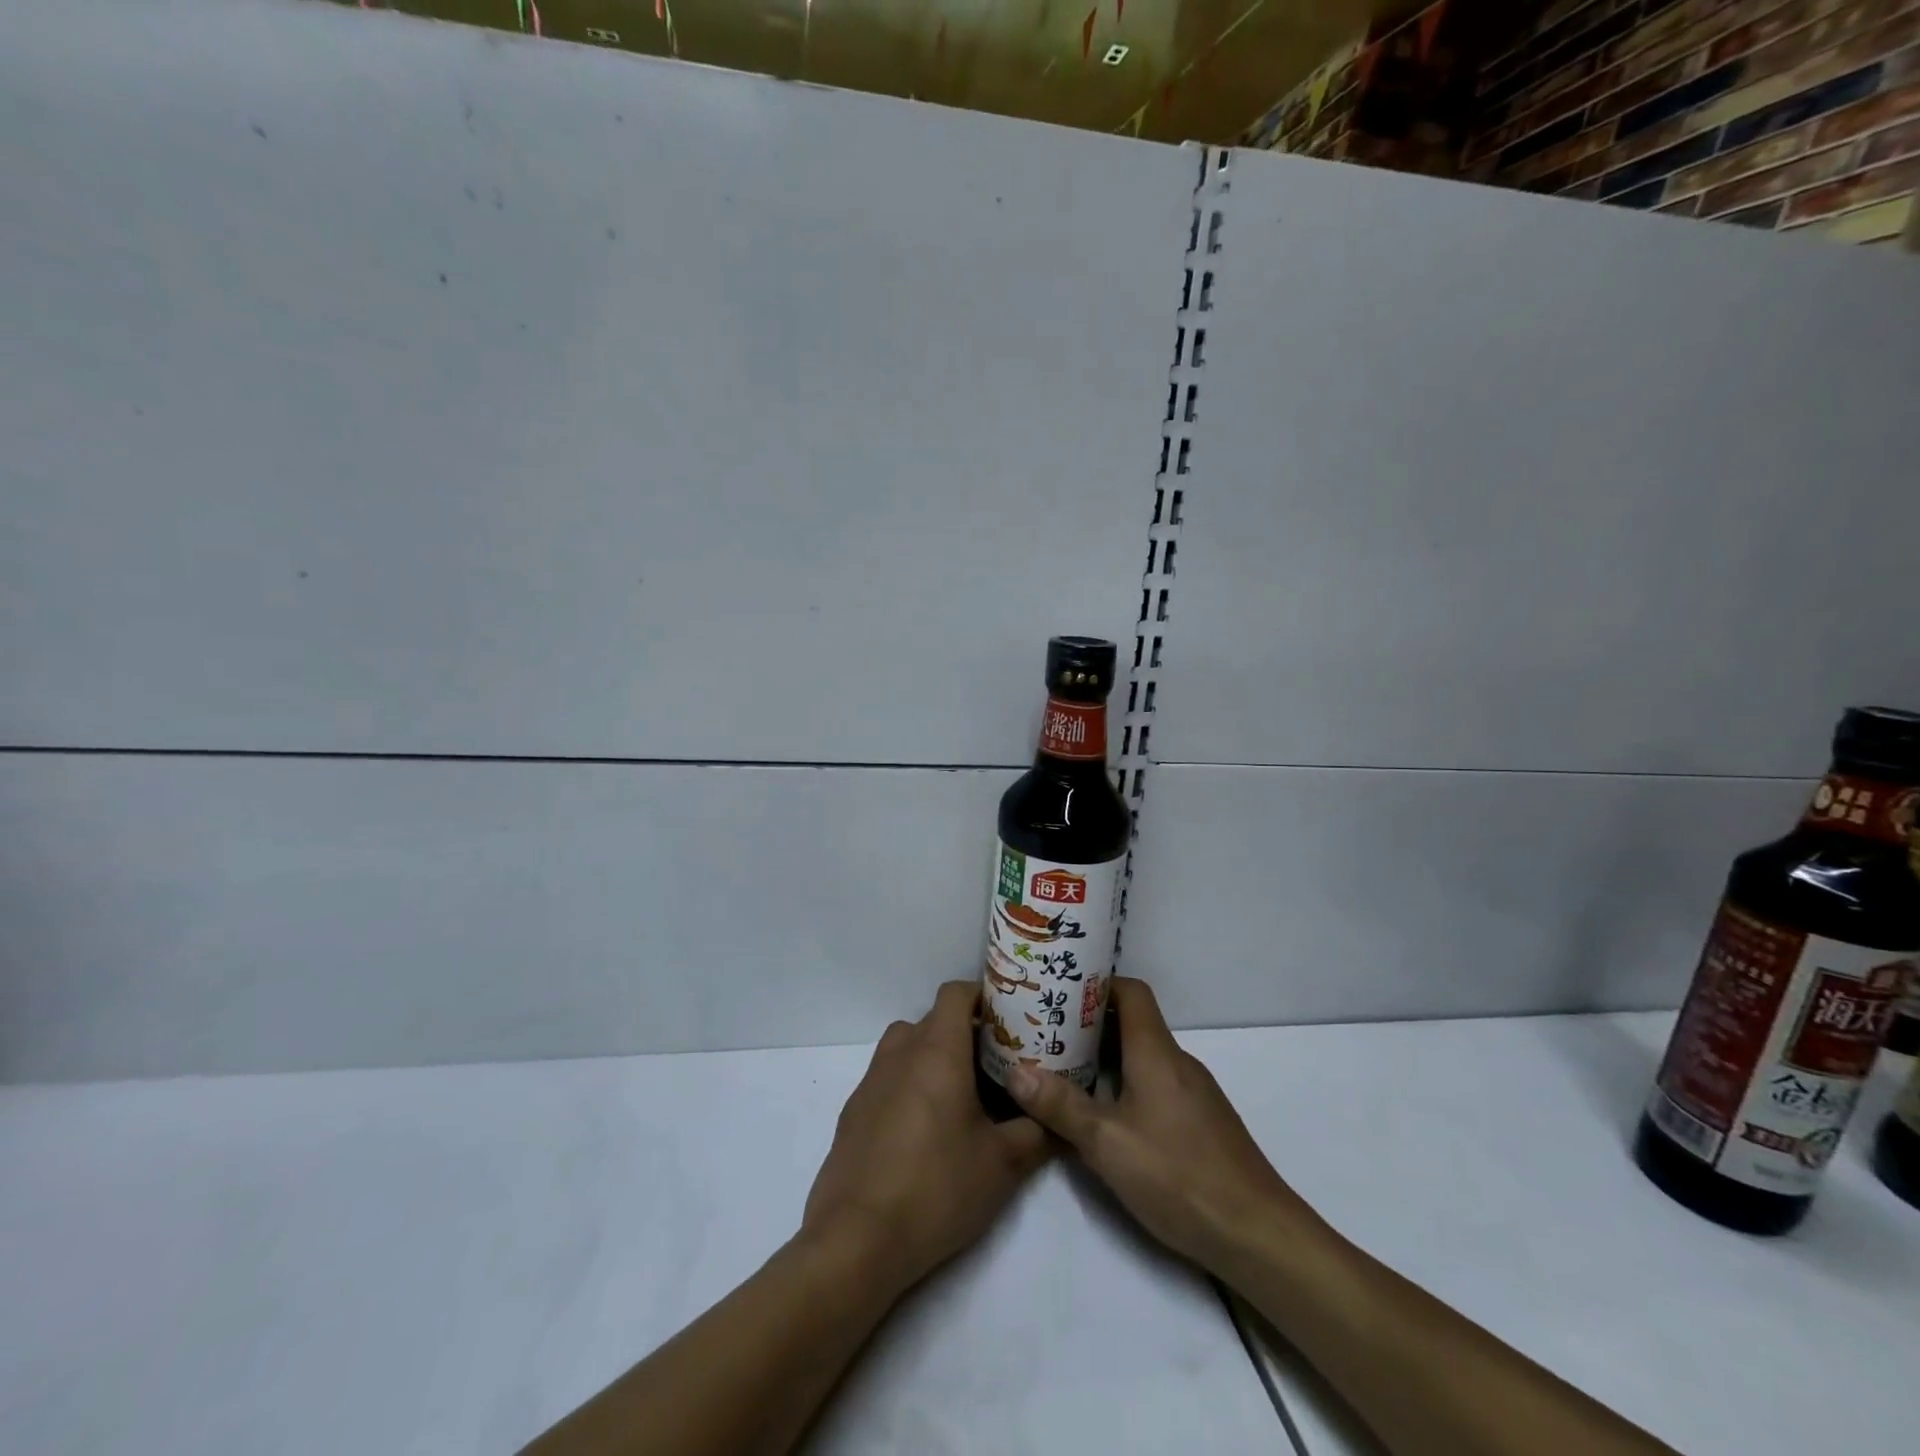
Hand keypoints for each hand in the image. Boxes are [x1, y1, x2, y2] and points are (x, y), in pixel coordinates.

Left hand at [802, 981, 1049, 1295]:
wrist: (856, 1240)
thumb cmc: (937, 1187)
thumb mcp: (1003, 1164)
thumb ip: (1037, 1132)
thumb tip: (1059, 1120)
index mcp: (936, 1049)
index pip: (956, 993)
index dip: (982, 996)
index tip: (1008, 1018)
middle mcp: (900, 1052)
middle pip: (934, 1020)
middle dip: (965, 1034)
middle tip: (998, 1065)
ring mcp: (871, 1081)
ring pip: (908, 1047)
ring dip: (935, 1058)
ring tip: (964, 1097)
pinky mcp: (853, 1112)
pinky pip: (889, 1079)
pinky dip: (910, 1086)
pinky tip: (926, 1133)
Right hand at [1006, 977, 1318, 1276]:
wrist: (1256, 1234)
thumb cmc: (1178, 1175)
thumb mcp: (1107, 1142)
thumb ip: (1061, 1106)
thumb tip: (1017, 1071)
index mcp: (1156, 1052)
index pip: (1131, 992)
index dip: (1097, 984)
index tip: (1060, 992)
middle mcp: (1177, 1062)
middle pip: (1133, 1023)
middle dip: (1090, 1023)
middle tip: (1048, 1032)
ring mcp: (1194, 1093)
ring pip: (1144, 1056)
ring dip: (1107, 1056)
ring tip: (1065, 1069)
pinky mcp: (1201, 1122)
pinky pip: (1157, 1083)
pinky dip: (1127, 1083)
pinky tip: (1106, 1114)